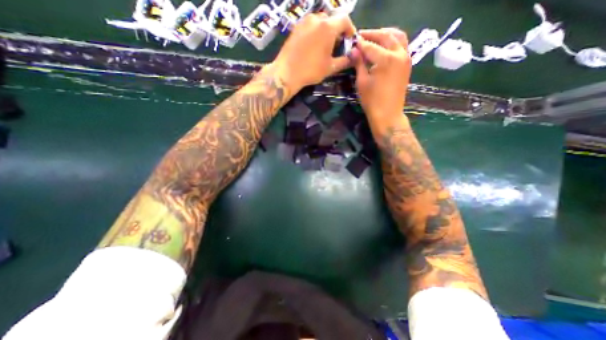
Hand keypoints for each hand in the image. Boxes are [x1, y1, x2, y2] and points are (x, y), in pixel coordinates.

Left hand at [269, 13, 355, 93]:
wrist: (287, 72)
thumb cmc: (311, 70)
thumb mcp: (330, 68)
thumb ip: (344, 61)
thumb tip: (353, 58)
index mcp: (328, 27)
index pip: (345, 19)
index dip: (350, 29)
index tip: (350, 40)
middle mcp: (317, 19)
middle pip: (332, 19)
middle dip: (338, 30)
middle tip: (338, 44)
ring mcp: (304, 21)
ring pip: (320, 21)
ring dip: (326, 30)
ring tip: (325, 45)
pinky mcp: (296, 27)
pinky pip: (310, 25)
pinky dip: (316, 31)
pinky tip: (313, 45)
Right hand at [351, 28, 411, 120]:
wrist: (388, 114)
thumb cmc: (372, 101)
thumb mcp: (362, 82)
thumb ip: (359, 64)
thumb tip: (353, 51)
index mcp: (386, 59)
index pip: (370, 46)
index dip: (360, 43)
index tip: (352, 41)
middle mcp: (399, 54)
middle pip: (386, 36)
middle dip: (373, 34)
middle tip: (361, 36)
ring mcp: (406, 58)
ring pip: (398, 37)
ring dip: (386, 34)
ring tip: (374, 38)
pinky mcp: (407, 64)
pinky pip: (402, 46)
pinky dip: (393, 42)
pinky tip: (384, 47)